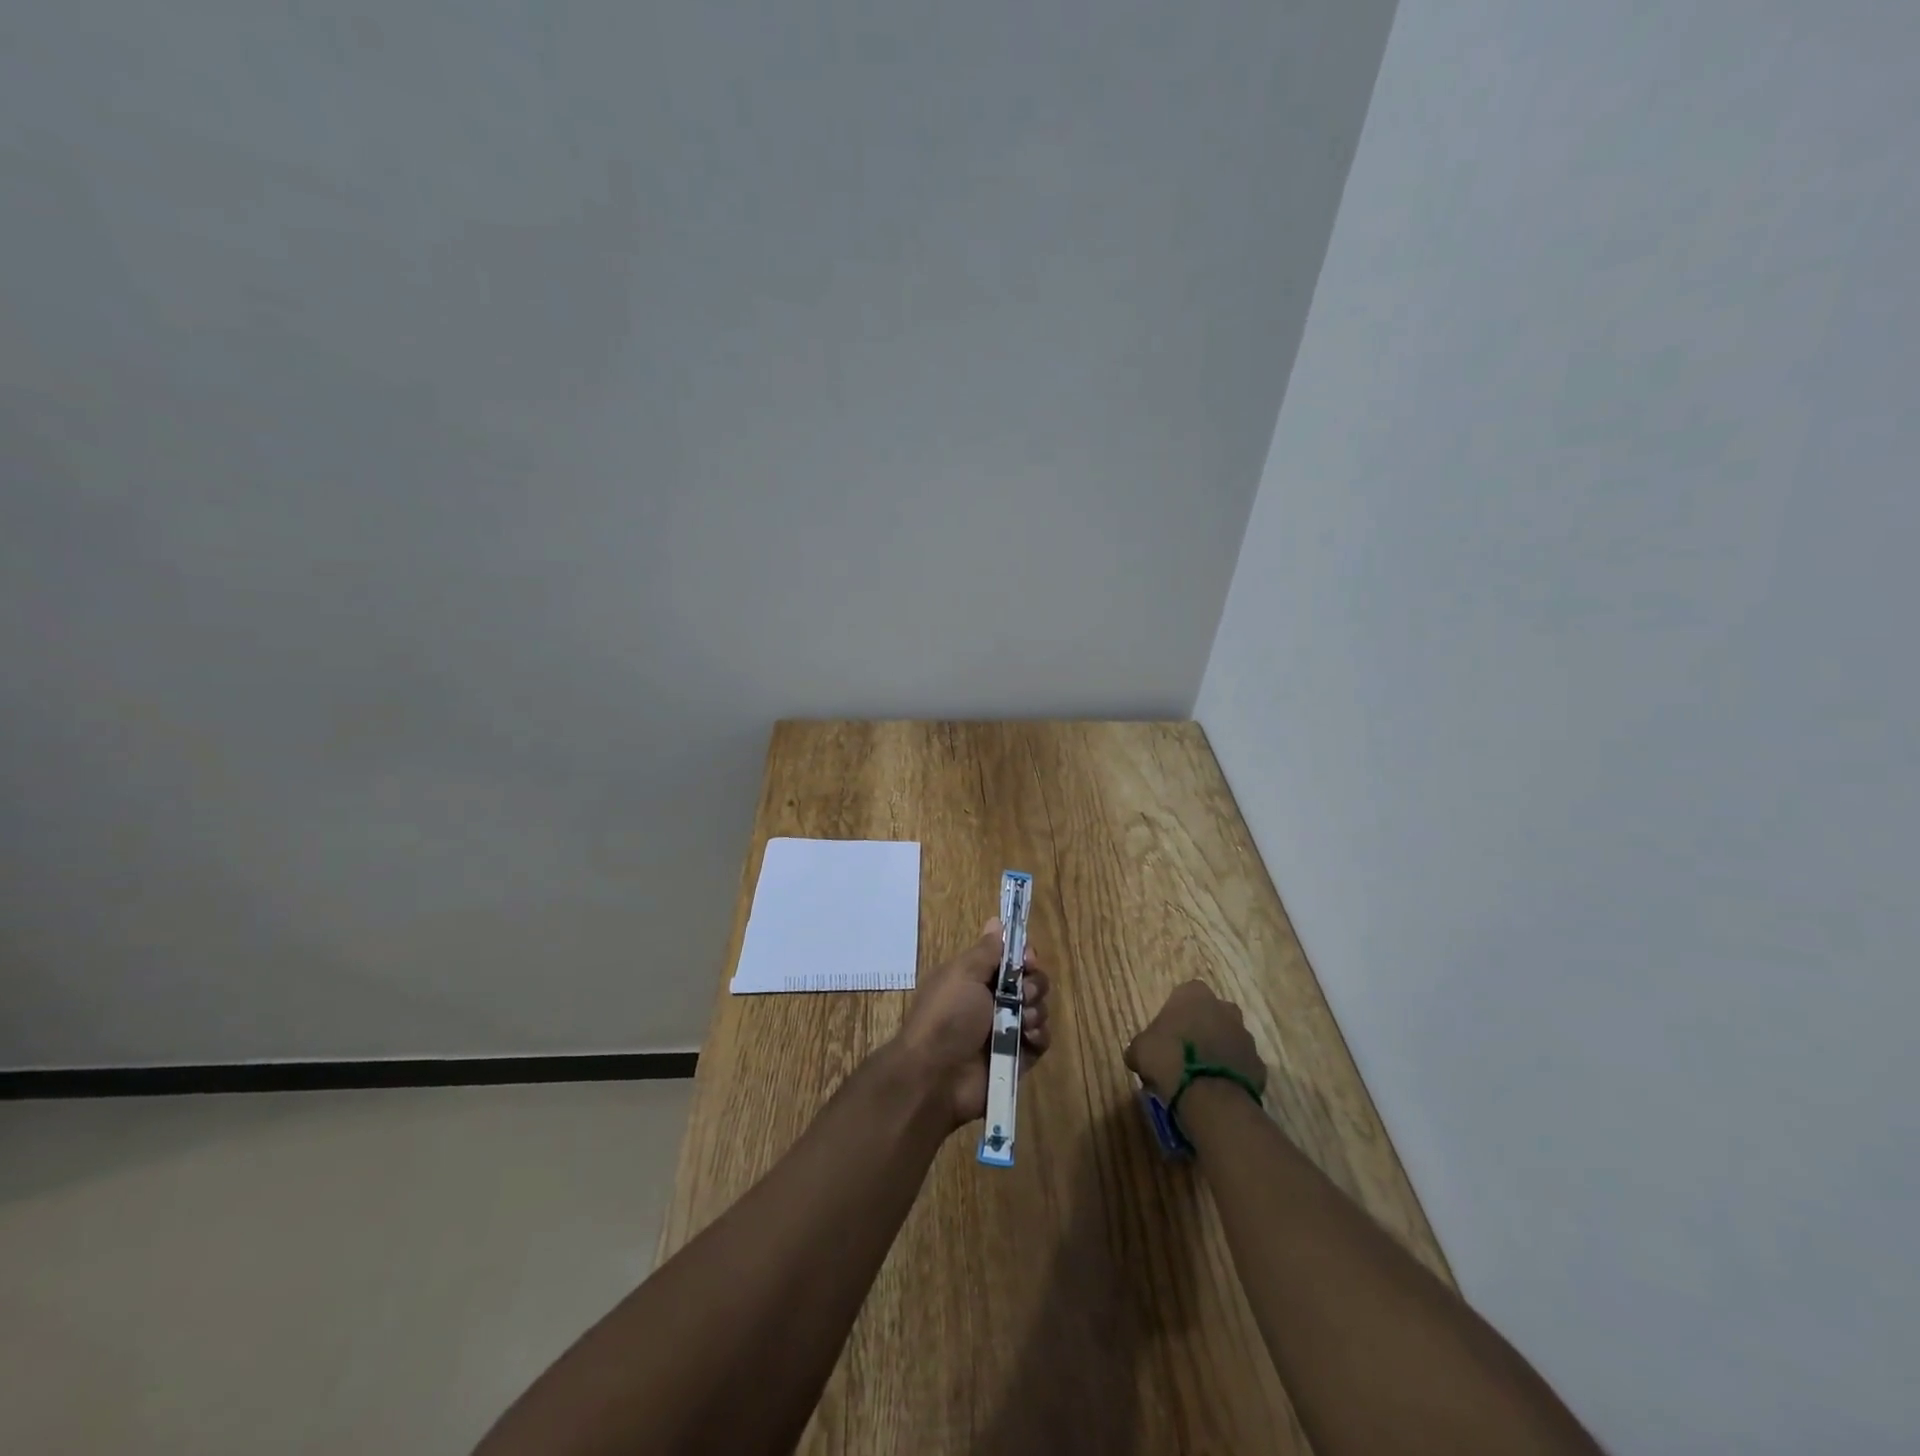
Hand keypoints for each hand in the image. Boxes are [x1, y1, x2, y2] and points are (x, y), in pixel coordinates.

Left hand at [896, 917, 1052, 1129]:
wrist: (936, 1076)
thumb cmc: (947, 1016)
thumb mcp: (962, 974)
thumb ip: (986, 950)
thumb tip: (996, 920)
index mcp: (976, 978)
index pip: (1010, 959)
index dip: (1023, 957)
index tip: (1027, 960)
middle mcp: (992, 1002)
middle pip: (1030, 982)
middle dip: (1034, 984)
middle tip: (1023, 994)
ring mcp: (1006, 1030)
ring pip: (1039, 1009)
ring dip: (1036, 1011)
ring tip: (1021, 1021)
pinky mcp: (1018, 1058)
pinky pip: (1041, 1040)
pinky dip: (1038, 1036)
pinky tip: (1027, 1038)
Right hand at [1124, 980, 1266, 1102]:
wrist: (1210, 1097)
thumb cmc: (1169, 1059)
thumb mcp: (1140, 1050)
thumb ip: (1141, 1046)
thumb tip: (1138, 1055)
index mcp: (1194, 995)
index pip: (1185, 994)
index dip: (1176, 1013)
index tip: (1167, 1033)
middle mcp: (1224, 1008)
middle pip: (1212, 1013)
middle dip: (1202, 1028)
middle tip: (1184, 1051)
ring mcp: (1245, 1036)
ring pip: (1229, 1038)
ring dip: (1218, 1050)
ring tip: (1200, 1075)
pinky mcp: (1259, 1065)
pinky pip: (1242, 1065)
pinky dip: (1232, 1073)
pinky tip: (1217, 1090)